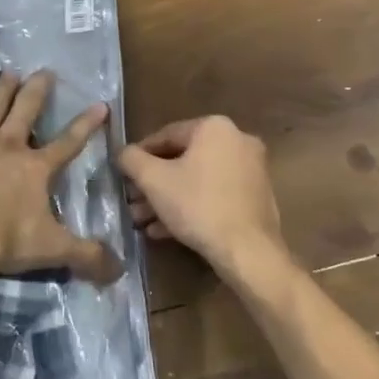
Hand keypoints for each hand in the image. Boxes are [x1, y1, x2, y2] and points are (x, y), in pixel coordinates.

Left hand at [0, 70, 123, 288]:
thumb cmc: (7, 239)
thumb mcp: (54, 249)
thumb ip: (88, 257)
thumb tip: (120, 271)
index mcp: (36, 168)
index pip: (68, 142)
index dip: (86, 125)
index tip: (100, 104)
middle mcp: (7, 148)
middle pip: (26, 112)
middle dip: (37, 91)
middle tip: (44, 71)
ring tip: (7, 74)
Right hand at [116, 116, 290, 280]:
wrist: (249, 251)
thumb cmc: (198, 205)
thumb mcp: (154, 180)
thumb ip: (132, 160)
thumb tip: (122, 152)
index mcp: (214, 127)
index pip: (166, 135)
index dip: (140, 155)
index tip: (124, 174)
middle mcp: (237, 140)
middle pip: (183, 159)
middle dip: (153, 183)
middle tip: (132, 202)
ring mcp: (251, 169)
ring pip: (198, 179)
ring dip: (168, 198)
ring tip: (143, 220)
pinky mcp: (256, 197)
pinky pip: (215, 194)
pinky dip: (191, 206)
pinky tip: (166, 230)